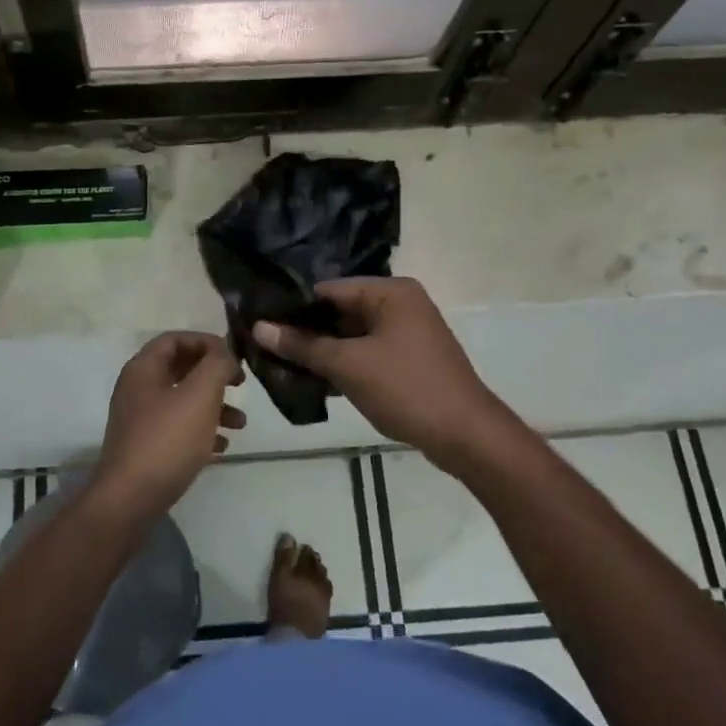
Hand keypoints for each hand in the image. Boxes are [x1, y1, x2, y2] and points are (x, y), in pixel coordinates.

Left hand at [94, 332, 245, 516]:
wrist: (131, 499)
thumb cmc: (167, 440)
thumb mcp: (200, 394)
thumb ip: (216, 365)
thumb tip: (225, 354)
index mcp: (143, 369)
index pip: (175, 339)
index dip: (206, 342)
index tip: (234, 356)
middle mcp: (137, 389)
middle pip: (180, 369)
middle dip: (213, 375)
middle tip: (240, 385)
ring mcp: (140, 420)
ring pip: (182, 401)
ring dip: (214, 406)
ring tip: (241, 423)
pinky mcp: (145, 448)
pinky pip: (178, 429)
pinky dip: (201, 431)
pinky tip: (222, 447)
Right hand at [252, 278, 507, 459]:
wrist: (466, 436)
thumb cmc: (406, 388)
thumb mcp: (348, 365)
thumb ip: (302, 345)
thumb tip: (259, 327)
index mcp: (391, 292)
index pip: (328, 289)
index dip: (293, 307)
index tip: (259, 323)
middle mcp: (401, 304)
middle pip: (340, 311)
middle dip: (306, 331)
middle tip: (264, 346)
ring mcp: (407, 333)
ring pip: (352, 335)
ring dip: (322, 351)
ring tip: (280, 364)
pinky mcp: (408, 360)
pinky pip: (366, 353)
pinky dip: (343, 364)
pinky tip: (312, 381)